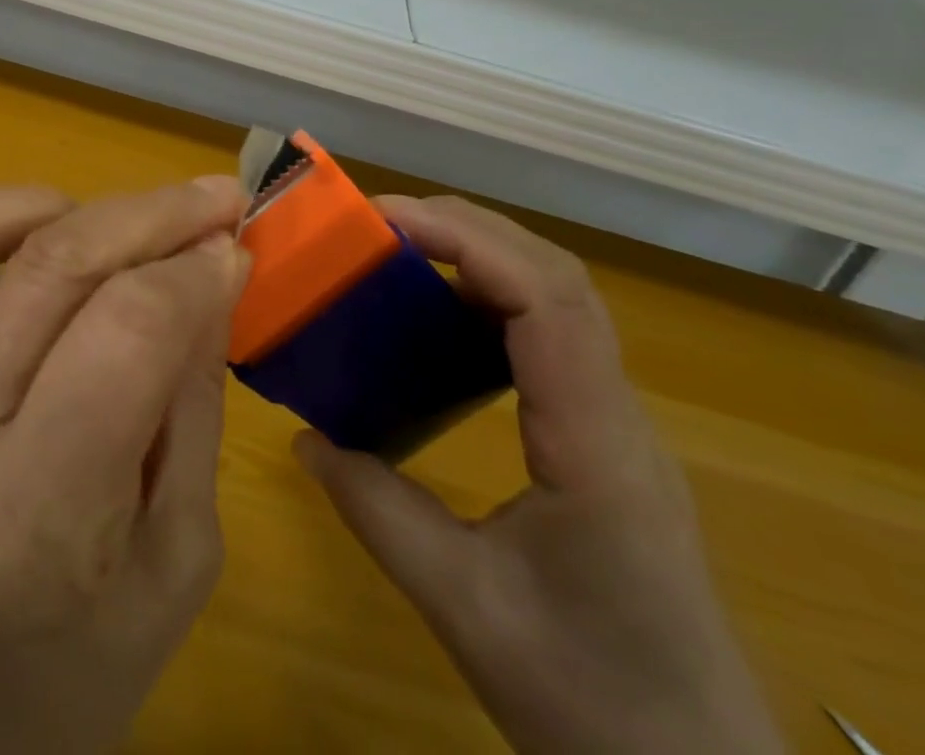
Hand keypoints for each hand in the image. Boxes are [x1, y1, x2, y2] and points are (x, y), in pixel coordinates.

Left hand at [0, 178, 248, 754]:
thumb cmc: (75, 664)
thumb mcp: (176, 559)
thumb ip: (191, 401)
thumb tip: (208, 267)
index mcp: (26, 518)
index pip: (125, 333)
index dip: (194, 272)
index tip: (235, 246)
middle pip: (48, 269)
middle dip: (148, 215)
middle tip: (207, 200)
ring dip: (30, 205)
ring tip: (88, 220)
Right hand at [296, 196, 785, 754]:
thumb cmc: (591, 704)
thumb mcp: (464, 608)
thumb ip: (377, 512)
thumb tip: (306, 438)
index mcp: (596, 444)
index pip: (547, 299)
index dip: (467, 240)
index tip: (386, 221)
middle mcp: (618, 414)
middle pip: (557, 278)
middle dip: (468, 230)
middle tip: (380, 224)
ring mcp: (618, 423)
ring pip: (561, 299)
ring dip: (482, 255)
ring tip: (403, 253)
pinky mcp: (605, 437)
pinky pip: (551, 336)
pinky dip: (492, 297)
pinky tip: (442, 319)